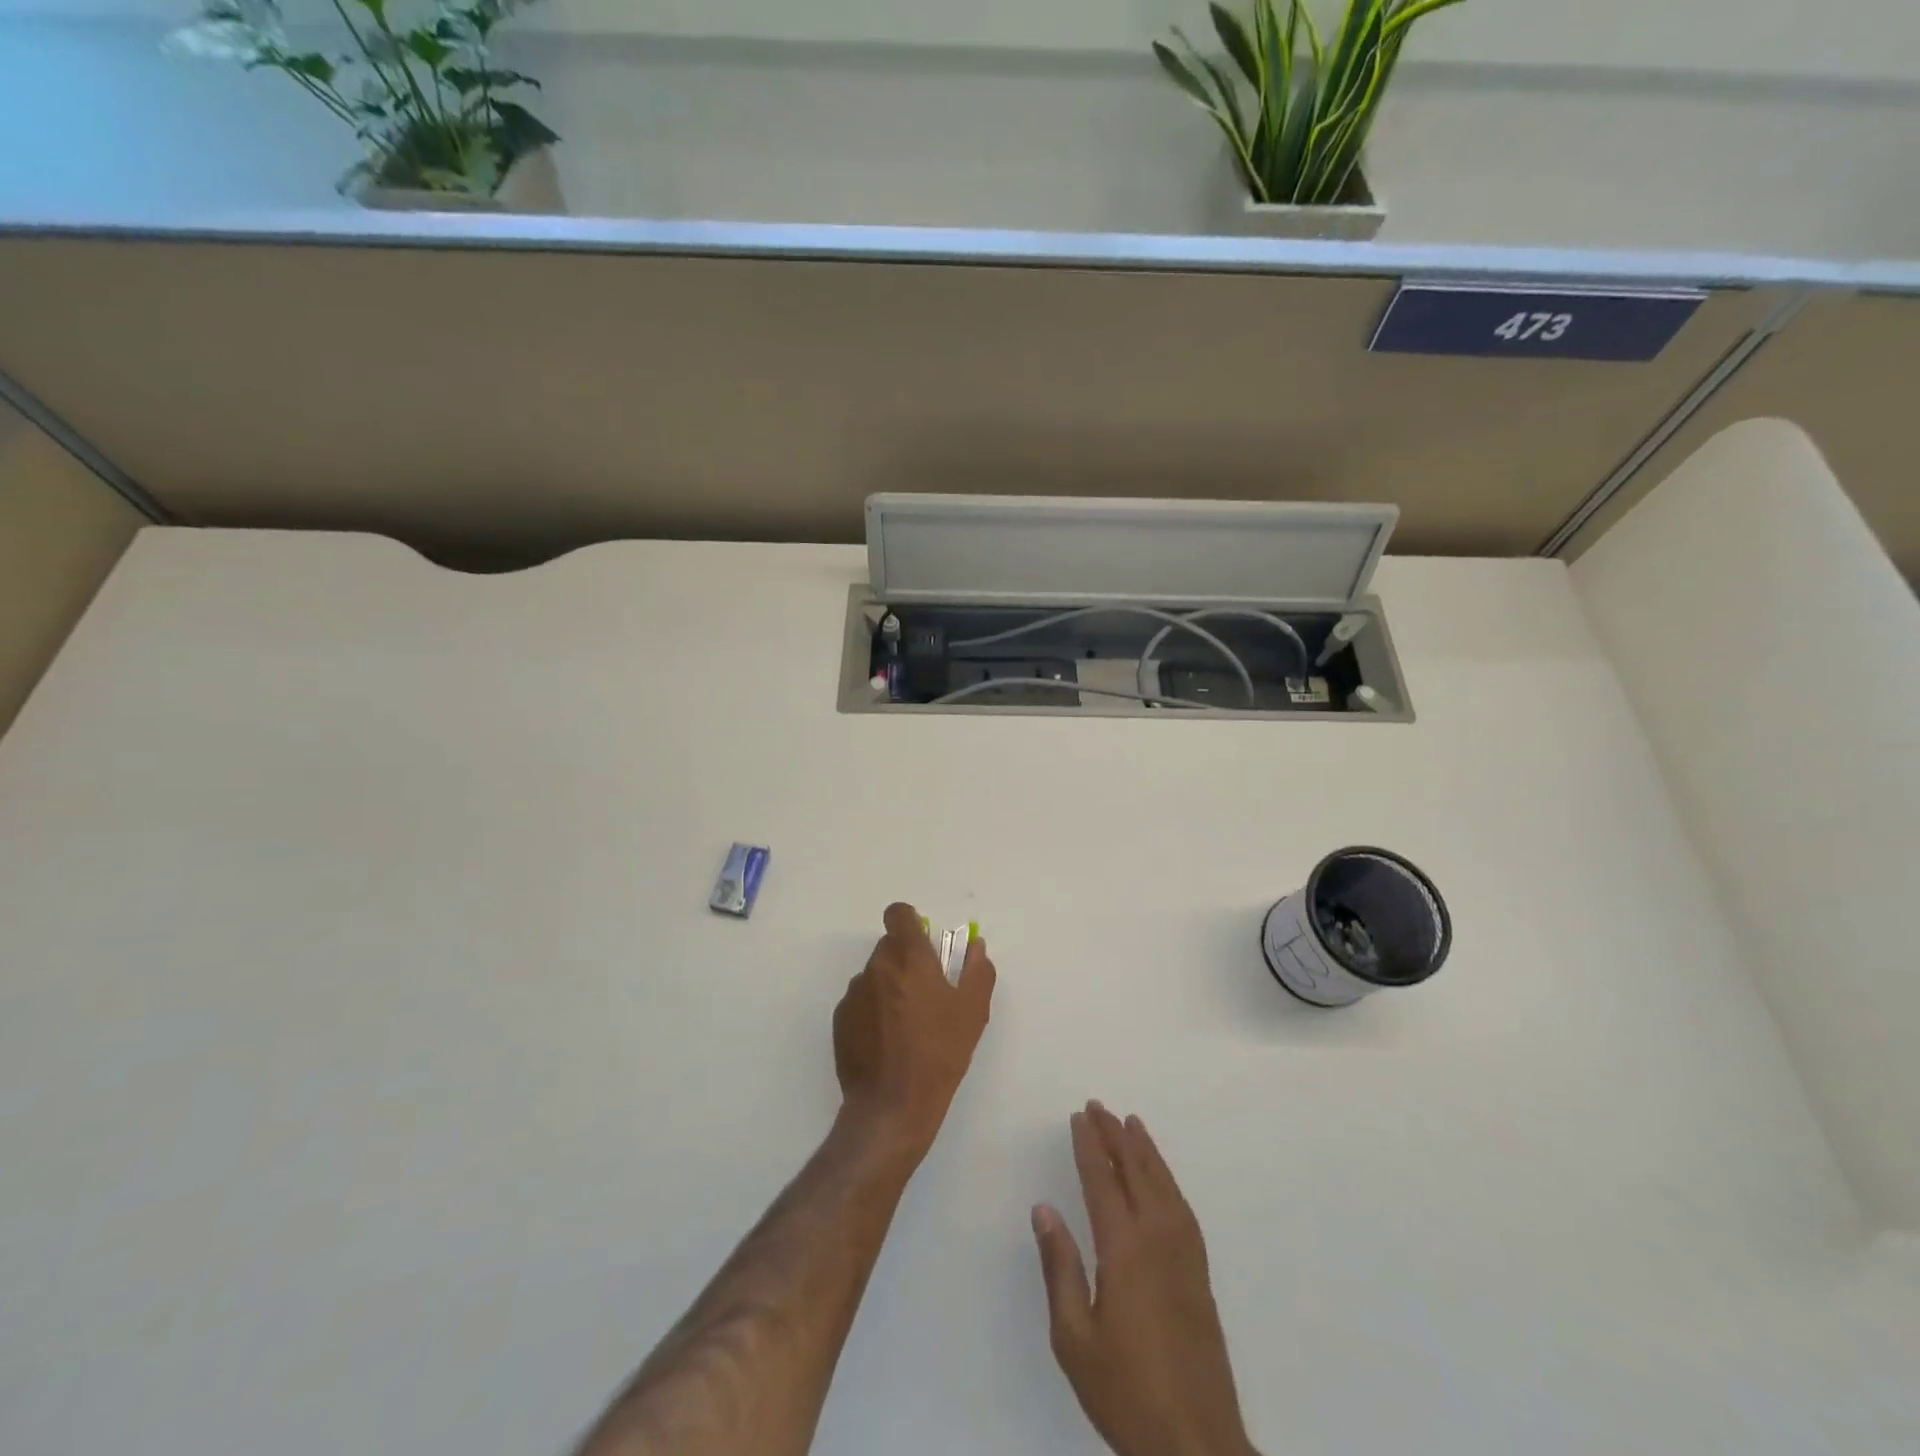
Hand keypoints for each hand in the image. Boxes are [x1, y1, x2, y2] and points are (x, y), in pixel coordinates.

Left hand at [833, 902, 995, 1165]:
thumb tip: (976, 947)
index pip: (898, 915)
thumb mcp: (973, 1012)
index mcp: (909, 957)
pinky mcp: (840, 1019)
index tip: (923, 942)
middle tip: (925, 992)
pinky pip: (860, 1002)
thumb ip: (977, 970)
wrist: (892, 1105)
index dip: (909, 922)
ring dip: (889, 986)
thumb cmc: (940, 1053)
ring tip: (906, 1023)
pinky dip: (873, 1011)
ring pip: (874, 975)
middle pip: (889, 946)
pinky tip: (887, 1042)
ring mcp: (854, 993)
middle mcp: (877, 967)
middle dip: (906, 960)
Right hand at [1032, 1103, 1255, 1455]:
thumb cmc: (1125, 1392)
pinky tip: (1163, 1178)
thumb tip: (1044, 1210)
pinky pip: (1183, 1207)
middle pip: (1136, 1171)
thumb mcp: (1075, 1339)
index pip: (1102, 1180)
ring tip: (1132, 1123)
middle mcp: (1157, 1239)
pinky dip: (1169, 1179)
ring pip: (1164, 1184)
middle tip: (1099, 1106)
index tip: (1078, 1117)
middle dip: (1116, 1135)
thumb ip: (1060, 1268)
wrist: (1197, 1445)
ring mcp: (1184, 1255)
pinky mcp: (1200, 1274)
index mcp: (1123, 1250)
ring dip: (1145, 1150)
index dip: (1089, 1145)